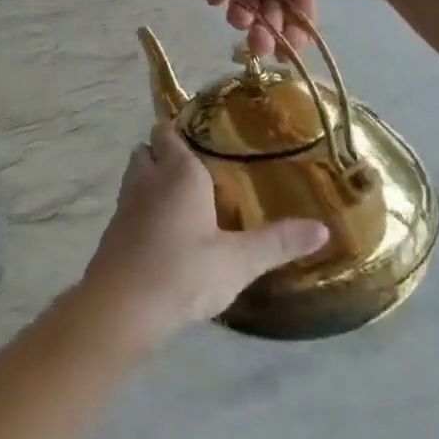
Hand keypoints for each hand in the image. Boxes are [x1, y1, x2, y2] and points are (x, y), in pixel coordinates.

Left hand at [78, 123, 328, 350]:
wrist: (123, 306)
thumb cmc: (184, 271)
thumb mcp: (239, 261)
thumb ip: (279, 242)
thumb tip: (324, 228)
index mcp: (178, 171)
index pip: (169, 132)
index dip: (182, 133)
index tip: (206, 142)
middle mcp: (147, 177)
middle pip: (149, 150)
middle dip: (166, 155)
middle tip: (199, 173)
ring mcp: (125, 203)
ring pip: (136, 176)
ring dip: (153, 180)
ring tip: (185, 201)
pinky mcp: (114, 230)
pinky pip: (130, 205)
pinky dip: (143, 209)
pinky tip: (165, 233)